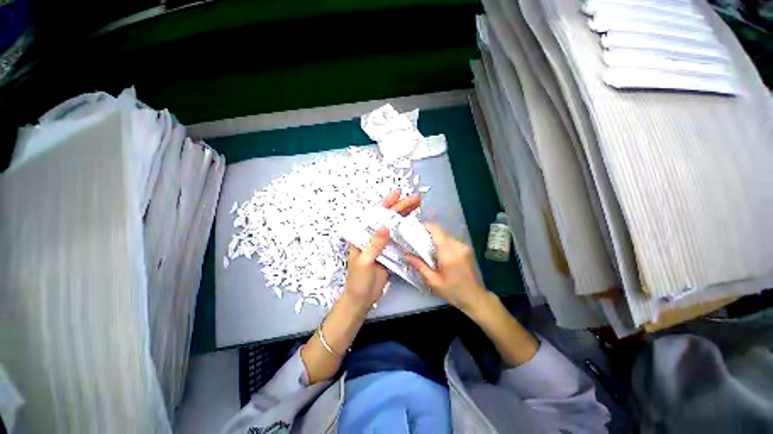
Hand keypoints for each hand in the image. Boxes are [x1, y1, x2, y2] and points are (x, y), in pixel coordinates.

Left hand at [343, 191, 419, 307]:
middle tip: (416, 199)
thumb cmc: (358, 280)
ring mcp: (382, 243)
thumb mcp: (364, 262)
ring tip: (418, 206)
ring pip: (395, 226)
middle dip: (401, 207)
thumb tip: (386, 226)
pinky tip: (415, 225)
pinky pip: (399, 239)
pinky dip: (407, 231)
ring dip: (406, 216)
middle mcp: (373, 236)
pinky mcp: (390, 252)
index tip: (397, 194)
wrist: (362, 298)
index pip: (374, 215)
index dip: (386, 204)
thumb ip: (374, 245)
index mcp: (362, 236)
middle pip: (388, 218)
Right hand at [406, 224, 488, 315]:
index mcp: (449, 253)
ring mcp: (463, 246)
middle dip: (427, 233)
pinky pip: (450, 240)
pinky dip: (441, 241)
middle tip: (416, 239)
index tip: (414, 229)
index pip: (436, 230)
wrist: (475, 297)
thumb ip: (420, 266)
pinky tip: (436, 251)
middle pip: (440, 231)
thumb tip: (406, 255)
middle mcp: (457, 246)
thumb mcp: (433, 281)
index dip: (425, 226)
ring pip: (445, 234)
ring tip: (424, 246)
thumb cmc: (453, 291)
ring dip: (434, 237)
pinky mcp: (465, 248)